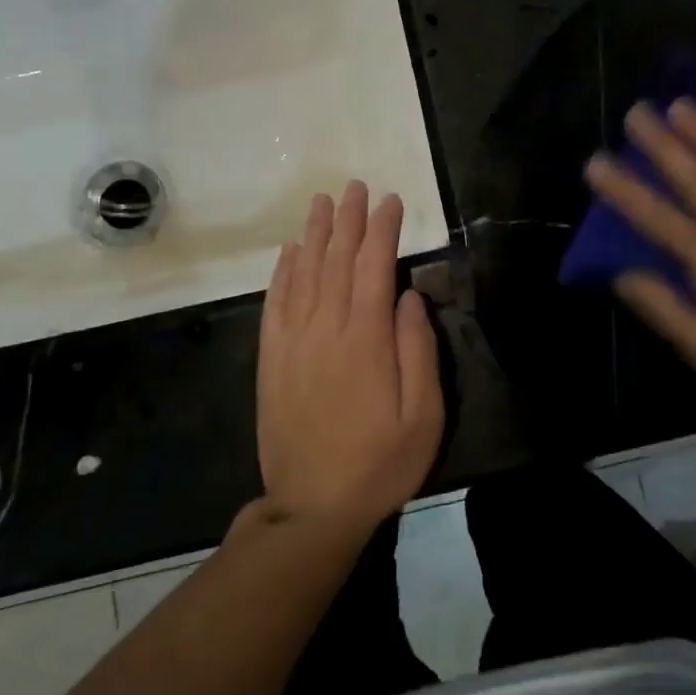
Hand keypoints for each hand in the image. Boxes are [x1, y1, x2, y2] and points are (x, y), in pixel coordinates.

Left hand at [255, 181, 443, 534]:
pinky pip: (275, 304)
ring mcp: (293, 344)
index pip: (373, 268)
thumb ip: (418, 350)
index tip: (390, 200)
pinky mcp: (272, 361)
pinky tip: (289, 251)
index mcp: (366, 340)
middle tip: (355, 186)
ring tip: (322, 202)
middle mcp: (325, 330)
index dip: (382, 230)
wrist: (313, 508)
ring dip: (314, 234)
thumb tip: (410, 297)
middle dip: (348, 220)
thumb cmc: (381, 463)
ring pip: (303, 274)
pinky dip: (282, 272)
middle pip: (336, 261)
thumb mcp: (423, 415)